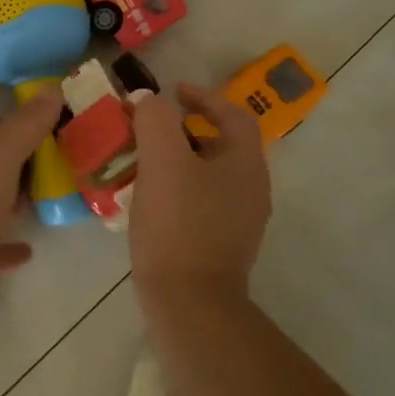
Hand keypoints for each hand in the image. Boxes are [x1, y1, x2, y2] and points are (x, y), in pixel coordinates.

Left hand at [0, 87, 64, 305]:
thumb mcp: (0, 154)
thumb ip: (28, 124)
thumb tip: (53, 88)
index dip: (19, 129)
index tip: (52, 138)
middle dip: (15, 168)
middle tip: (55, 173)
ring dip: (6, 206)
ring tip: (43, 206)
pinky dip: (1, 247)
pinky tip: (26, 252)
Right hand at [128, 85, 270, 307]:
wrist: (189, 303)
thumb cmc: (179, 225)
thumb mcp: (163, 161)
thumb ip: (156, 120)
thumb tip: (149, 102)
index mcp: (246, 164)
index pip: (233, 116)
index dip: (204, 97)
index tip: (173, 92)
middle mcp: (251, 190)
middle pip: (222, 144)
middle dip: (186, 130)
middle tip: (151, 127)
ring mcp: (239, 221)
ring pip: (209, 175)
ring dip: (179, 160)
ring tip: (143, 160)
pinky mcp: (221, 245)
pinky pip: (200, 202)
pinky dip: (177, 188)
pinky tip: (149, 198)